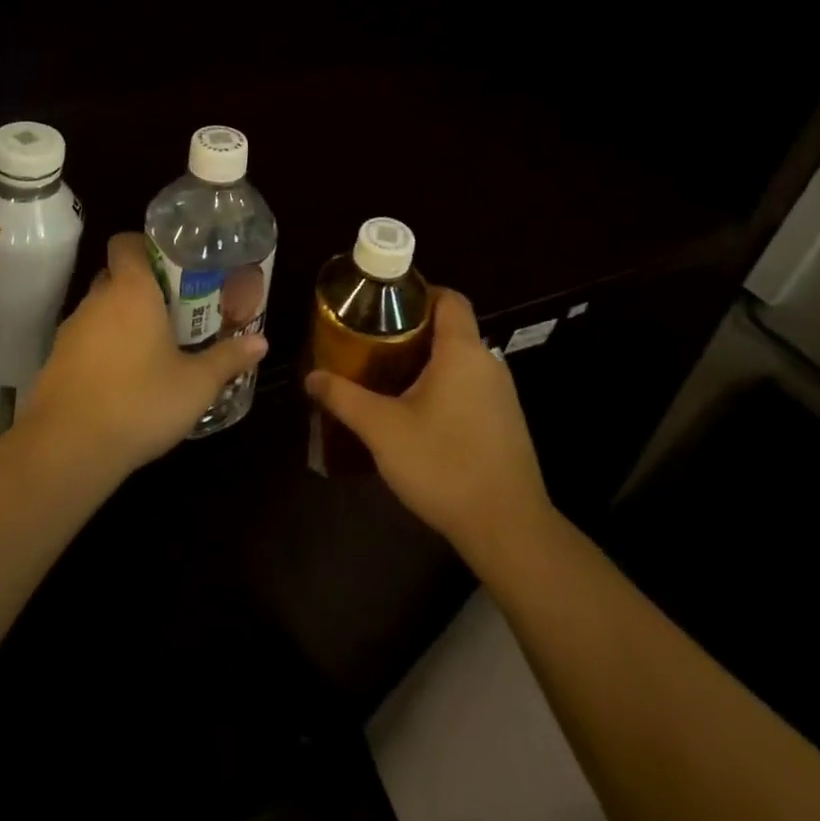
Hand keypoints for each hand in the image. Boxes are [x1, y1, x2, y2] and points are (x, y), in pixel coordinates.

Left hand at [21, 232, 267, 482]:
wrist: (69, 447)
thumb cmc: (140, 402)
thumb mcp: (196, 384)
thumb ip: (227, 358)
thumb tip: (261, 342)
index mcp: (131, 291)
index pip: (126, 243)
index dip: (145, 246)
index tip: (171, 266)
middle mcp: (96, 300)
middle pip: (115, 276)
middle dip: (140, 287)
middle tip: (172, 309)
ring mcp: (71, 330)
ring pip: (99, 309)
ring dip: (121, 320)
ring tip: (151, 347)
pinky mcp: (56, 360)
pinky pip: (85, 339)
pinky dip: (102, 348)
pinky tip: (123, 378)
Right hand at [305, 289, 551, 566]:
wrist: (507, 528)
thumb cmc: (443, 464)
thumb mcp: (382, 429)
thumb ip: (344, 398)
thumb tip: (312, 377)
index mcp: (462, 351)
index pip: (448, 298)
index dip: (418, 291)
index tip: (383, 302)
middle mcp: (487, 364)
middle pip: (451, 328)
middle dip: (412, 330)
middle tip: (372, 341)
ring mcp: (502, 395)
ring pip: (460, 361)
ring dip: (426, 362)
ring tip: (386, 375)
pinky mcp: (505, 423)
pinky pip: (470, 387)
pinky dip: (443, 387)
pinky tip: (417, 414)